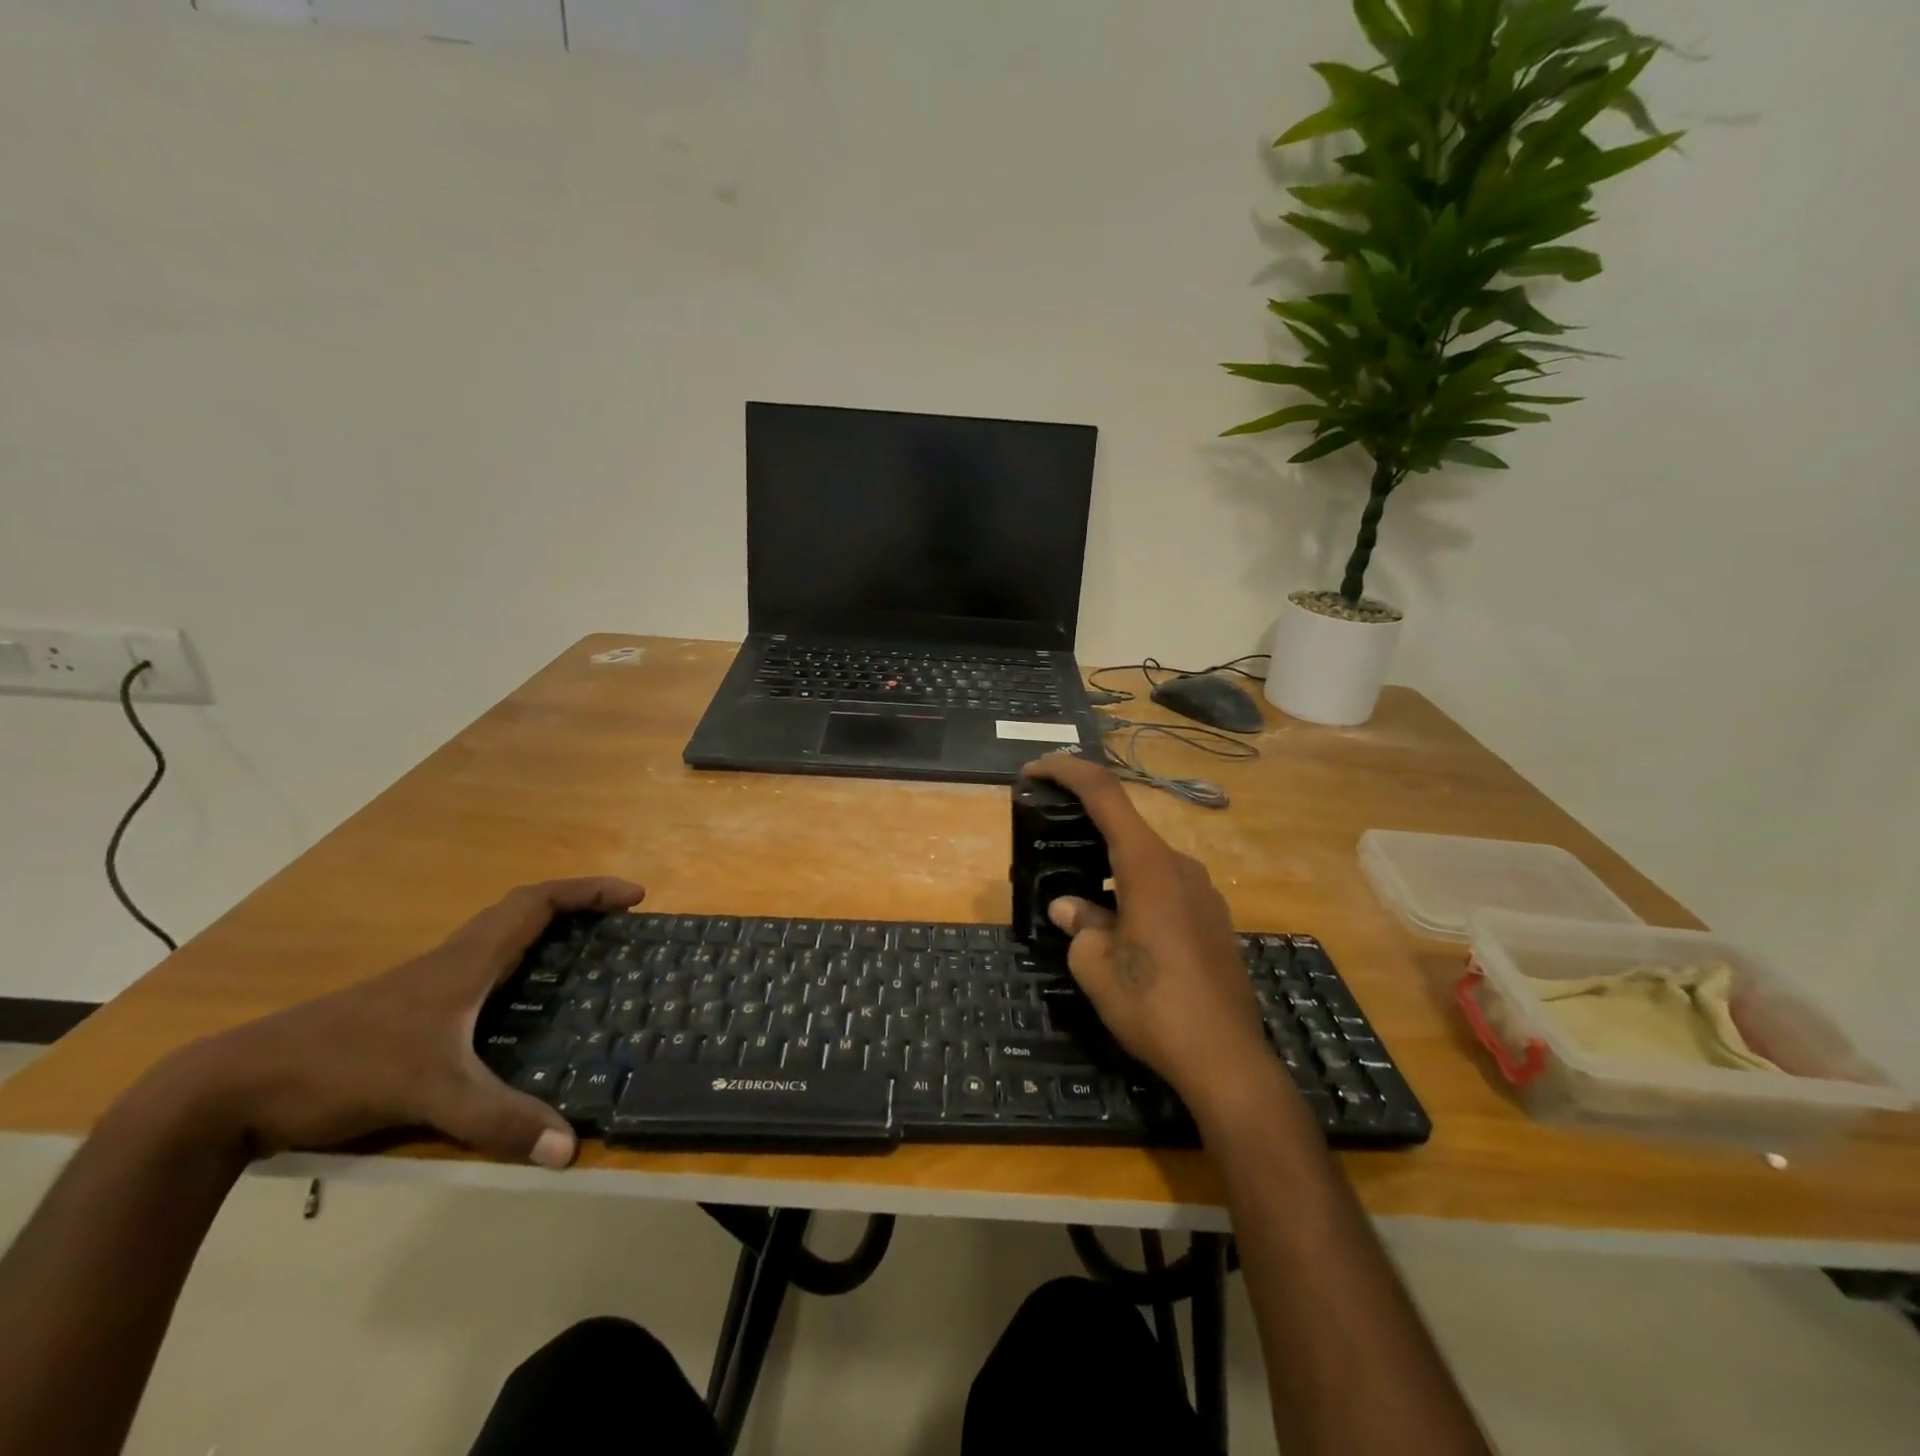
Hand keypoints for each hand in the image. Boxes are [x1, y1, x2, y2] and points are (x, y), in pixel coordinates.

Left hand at [148, 878, 643, 1169]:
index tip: (632, 896)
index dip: (588, 892)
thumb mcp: (429, 1093)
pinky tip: (520, 1005)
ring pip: (499, 938)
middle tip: (618, 925)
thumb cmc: (341, 1067)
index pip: (537, 903)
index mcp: (466, 961)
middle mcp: (452, 960)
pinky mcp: (408, 1010)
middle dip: (576, 906)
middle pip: (523, 911)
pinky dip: (516, 965)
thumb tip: (570, 1148)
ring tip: (583, 958)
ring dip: (545, 932)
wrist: (232, 1088)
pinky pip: (480, 968)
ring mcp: (426, 984)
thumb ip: (499, 1120)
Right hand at [1026, 755, 1269, 1108]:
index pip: (1104, 794)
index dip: (1067, 771)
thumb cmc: (1152, 1004)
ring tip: (1079, 893)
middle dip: (1085, 825)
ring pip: (1146, 860)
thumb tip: (1071, 907)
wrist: (1226, 1059)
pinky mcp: (1213, 919)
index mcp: (1148, 865)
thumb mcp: (1095, 965)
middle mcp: (1180, 866)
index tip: (1034, 770)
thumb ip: (1080, 924)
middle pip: (1126, 826)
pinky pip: (1165, 886)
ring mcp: (1203, 892)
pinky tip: (1120, 925)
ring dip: (1110, 864)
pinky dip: (1134, 888)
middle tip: (1049, 838)